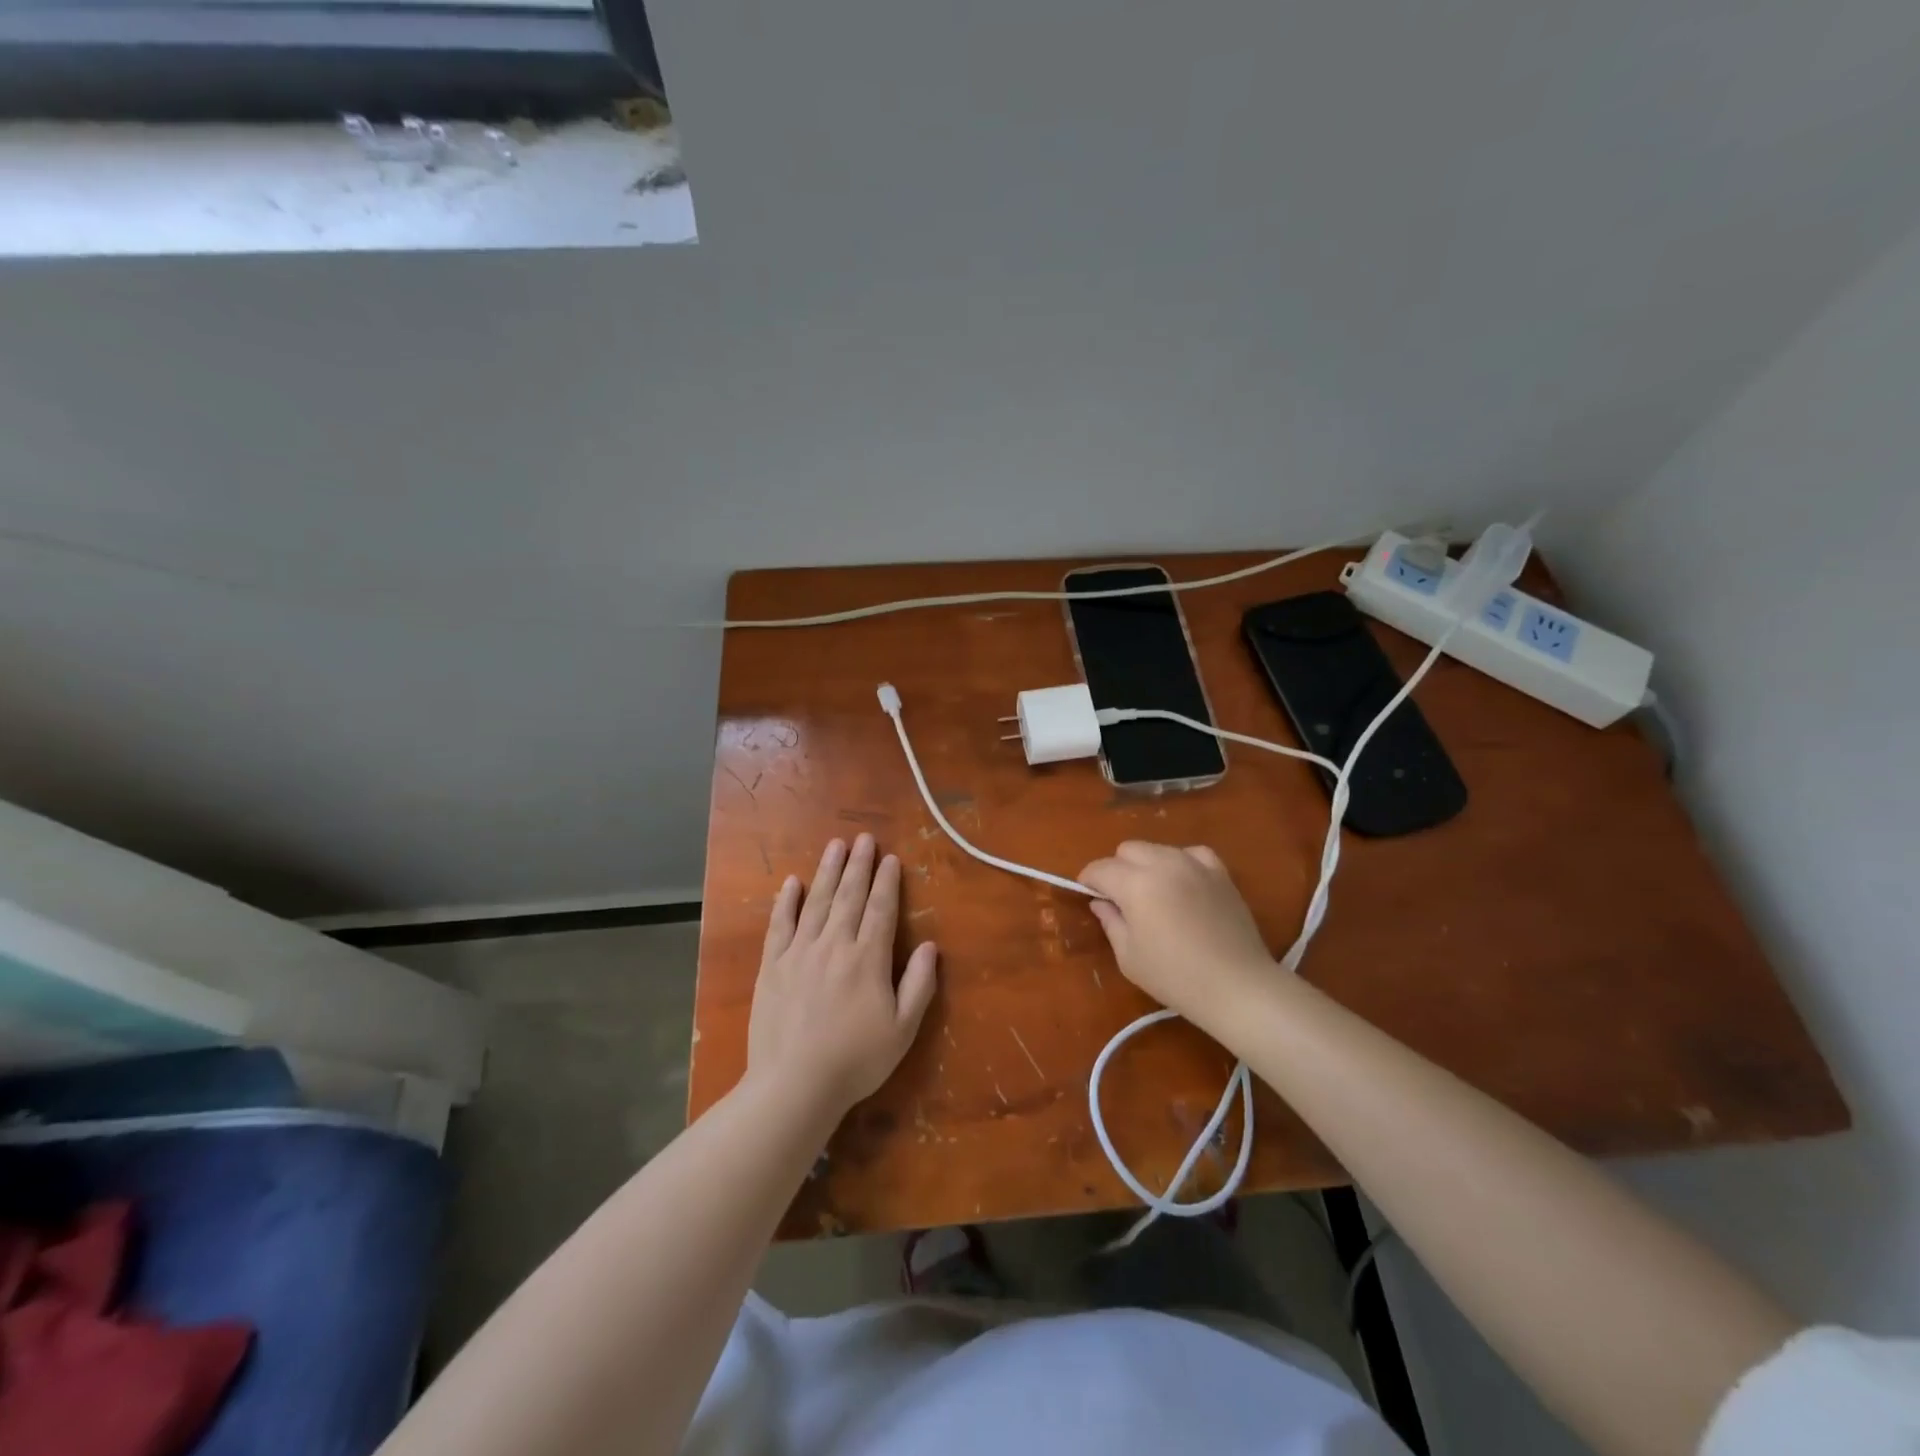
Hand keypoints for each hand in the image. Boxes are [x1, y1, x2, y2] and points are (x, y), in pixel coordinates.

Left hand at [747, 834, 938, 1120]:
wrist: (794, 1085)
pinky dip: (785, 901)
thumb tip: (932, 947)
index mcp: (868, 958)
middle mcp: (834, 945)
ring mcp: (799, 952)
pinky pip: (779, 925)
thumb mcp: (903, 1029)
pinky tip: (791, 883)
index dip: (887, 882)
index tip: (891, 858)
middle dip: (858, 865)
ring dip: (827, 871)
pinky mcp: (772, 965)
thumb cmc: (855, 1060)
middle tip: (863, 838)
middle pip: (849, 896)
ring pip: (816, 902)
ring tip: (835, 845)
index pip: (881, 909)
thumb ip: (919, 985)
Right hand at [1078, 841, 1274, 1029]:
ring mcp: (1194, 864)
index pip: (1100, 869)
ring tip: (1153, 893)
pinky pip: (1191, 853)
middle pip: (1127, 849)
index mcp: (1135, 883)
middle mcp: (1163, 863)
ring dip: (1147, 865)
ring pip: (1157, 848)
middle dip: (1117, 869)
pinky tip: (1183, 884)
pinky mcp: (1220, 872)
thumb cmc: (1175, 977)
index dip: (1088, 881)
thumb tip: (1101, 902)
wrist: (1236, 986)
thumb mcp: (1129, 956)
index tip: (1088, 896)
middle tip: (1121, 899)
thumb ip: (1110, 921)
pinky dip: (1180, 862)